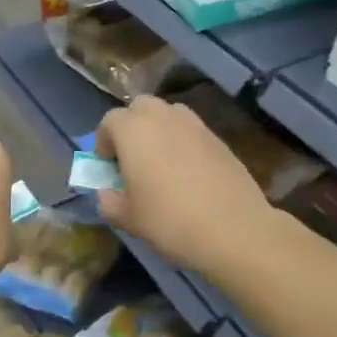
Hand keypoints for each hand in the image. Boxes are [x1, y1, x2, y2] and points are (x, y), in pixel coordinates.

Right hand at [94, 95, 275, 278]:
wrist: (233, 229)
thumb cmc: (169, 221)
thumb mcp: (128, 218)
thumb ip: (109, 202)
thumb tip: (107, 194)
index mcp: (133, 131)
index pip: (109, 121)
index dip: (104, 142)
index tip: (108, 167)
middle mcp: (163, 117)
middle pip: (140, 107)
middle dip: (131, 126)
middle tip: (132, 158)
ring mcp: (195, 125)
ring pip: (168, 114)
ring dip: (158, 129)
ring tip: (161, 162)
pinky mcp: (219, 138)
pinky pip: (192, 131)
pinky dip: (183, 142)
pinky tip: (188, 173)